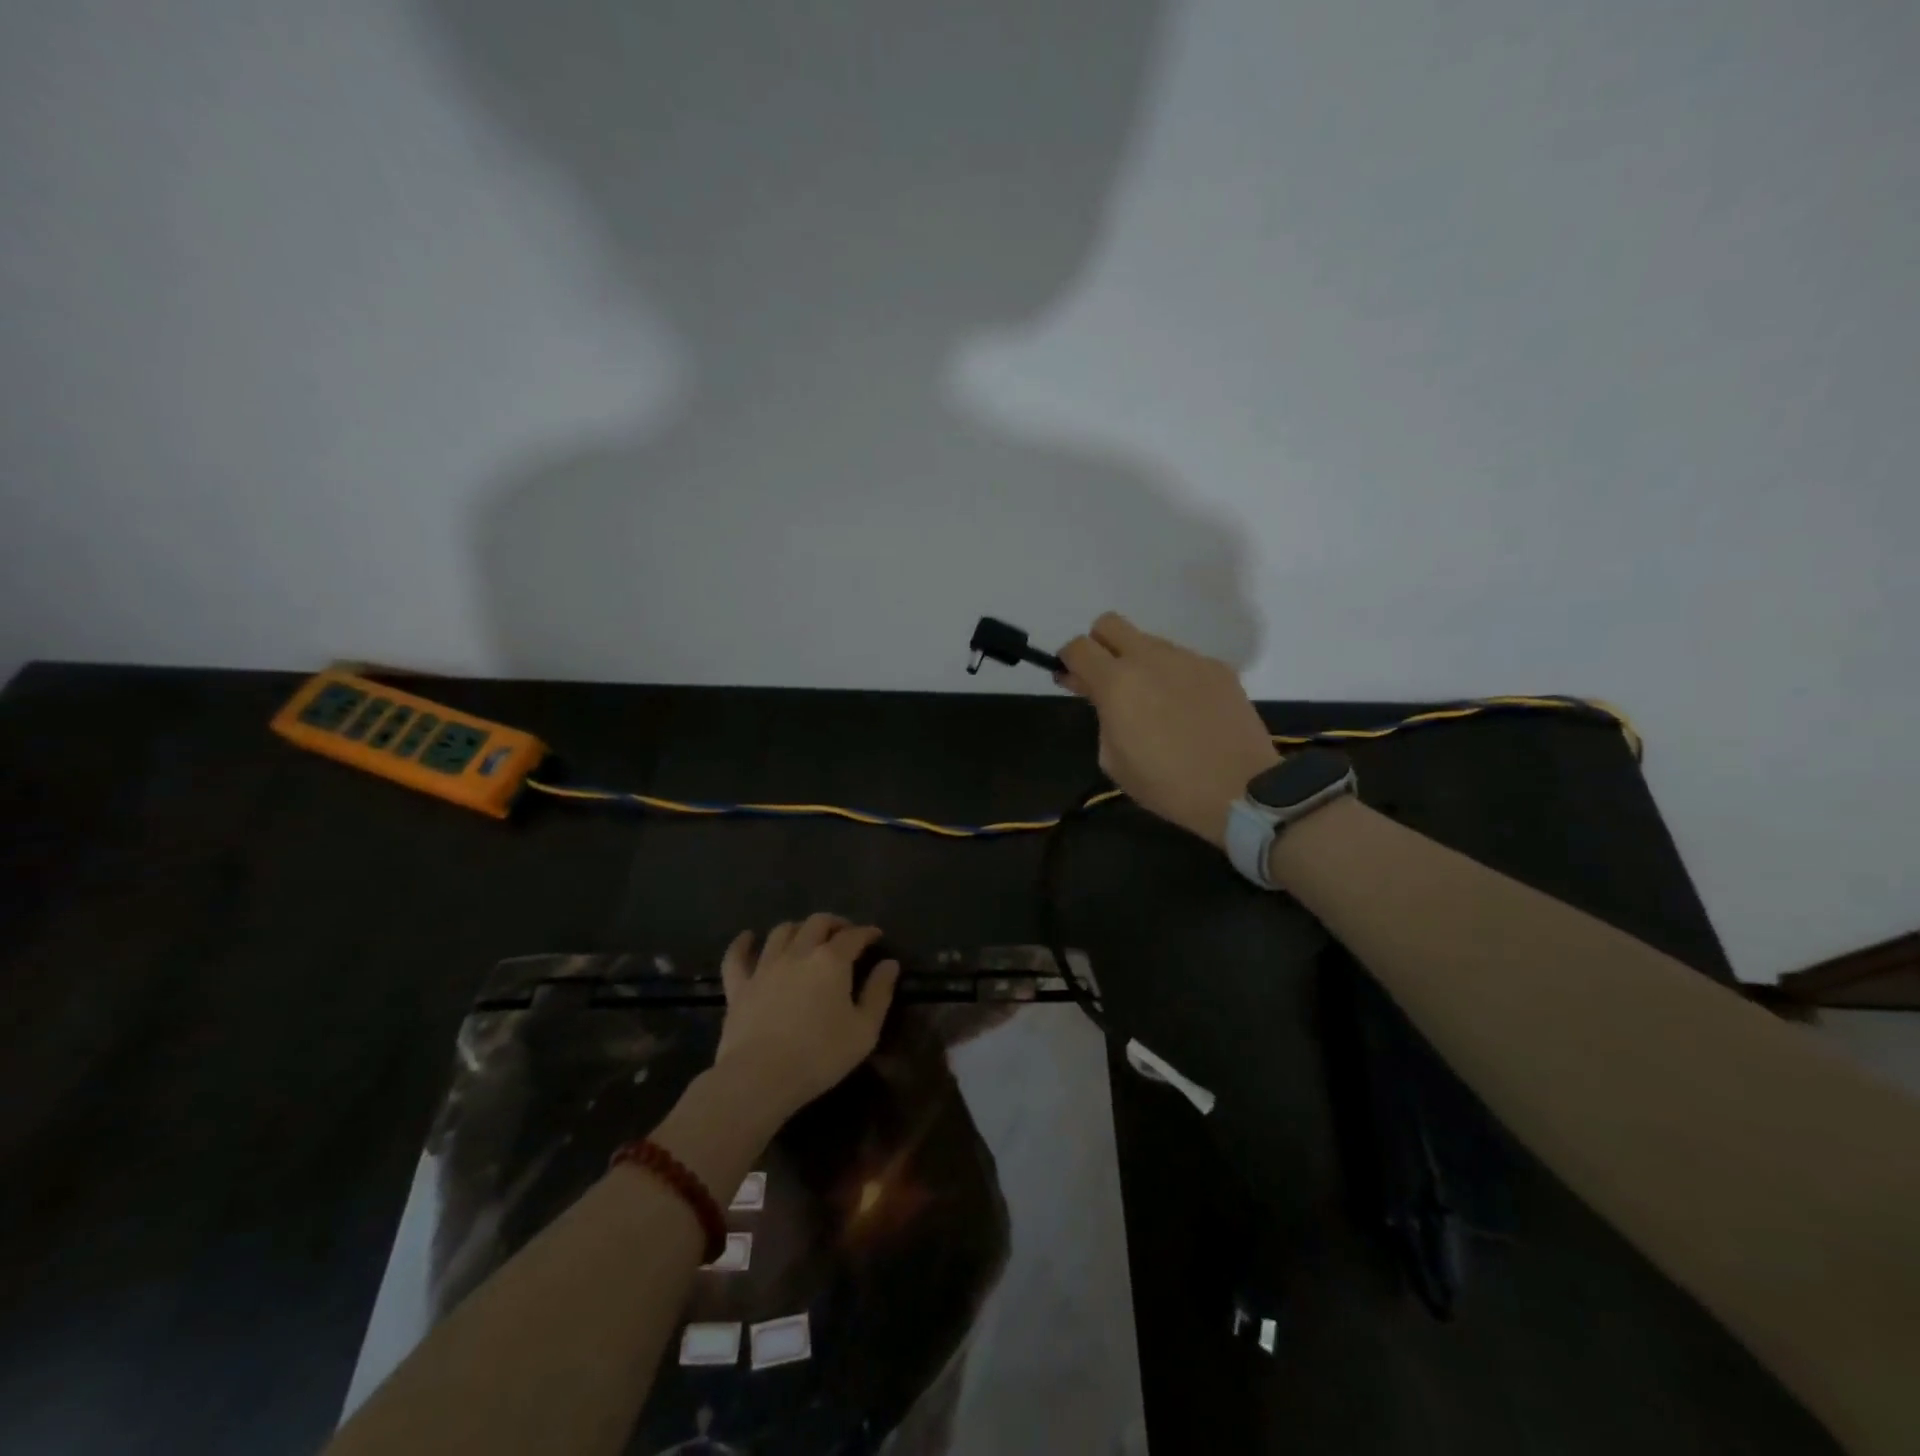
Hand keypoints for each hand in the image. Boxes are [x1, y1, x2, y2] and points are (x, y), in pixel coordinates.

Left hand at [712, 914, 899, 1124]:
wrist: (760, 1077)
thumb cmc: (820, 1055)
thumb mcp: (864, 1030)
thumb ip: (879, 993)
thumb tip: (890, 964)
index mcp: (831, 961)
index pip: (853, 936)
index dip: (867, 932)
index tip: (876, 936)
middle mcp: (798, 953)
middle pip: (817, 923)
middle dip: (835, 923)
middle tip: (844, 933)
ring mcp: (765, 967)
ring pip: (782, 932)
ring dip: (798, 928)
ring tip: (807, 937)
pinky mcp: (739, 986)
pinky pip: (737, 956)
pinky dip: (743, 943)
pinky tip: (749, 937)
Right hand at [1058, 612, 1279, 848]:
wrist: (1240, 790)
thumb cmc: (1166, 784)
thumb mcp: (1113, 760)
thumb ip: (1101, 716)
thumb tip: (1101, 695)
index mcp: (1116, 683)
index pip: (1078, 647)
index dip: (1068, 661)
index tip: (1072, 680)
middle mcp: (1149, 658)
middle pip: (1109, 624)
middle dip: (1099, 645)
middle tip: (1106, 680)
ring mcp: (1187, 658)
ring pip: (1149, 642)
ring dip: (1139, 662)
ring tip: (1153, 701)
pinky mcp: (1217, 667)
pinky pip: (1182, 660)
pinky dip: (1173, 676)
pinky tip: (1186, 708)